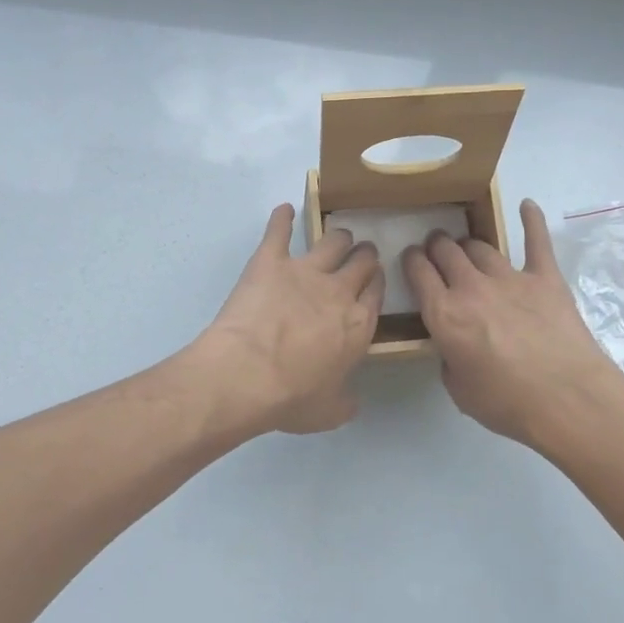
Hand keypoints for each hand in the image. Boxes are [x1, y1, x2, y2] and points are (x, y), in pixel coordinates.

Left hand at [193, 204, 383, 434]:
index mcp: (359, 325)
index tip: (373, 280)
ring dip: (338, 237)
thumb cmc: (291, 398)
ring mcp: (305, 271)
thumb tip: (353, 401)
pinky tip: (284, 210)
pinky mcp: (270, 260)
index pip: (376, 292)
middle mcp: (339, 291)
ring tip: (337, 235)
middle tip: (361, 254)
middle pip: (362, 261)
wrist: (247, 374)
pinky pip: (279, 230)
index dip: (376, 283)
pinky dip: (282, 218)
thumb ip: (345, 401)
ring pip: (332, 240)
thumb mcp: (329, 412)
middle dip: (364, 255)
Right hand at [402, 199, 623, 451]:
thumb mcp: (459, 389)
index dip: (411, 260)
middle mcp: (471, 287)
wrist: (568, 401)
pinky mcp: (546, 277)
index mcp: (444, 315)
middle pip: (446, 251)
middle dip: (436, 246)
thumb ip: (449, 357)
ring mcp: (510, 278)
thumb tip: (454, 344)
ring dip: (469, 244)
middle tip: (437, 250)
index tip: (411, 259)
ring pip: (481, 246)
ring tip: (468, 246)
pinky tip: (527, 205)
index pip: (418, 272)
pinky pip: (536, 240)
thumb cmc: (508, 404)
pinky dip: (531, 220)